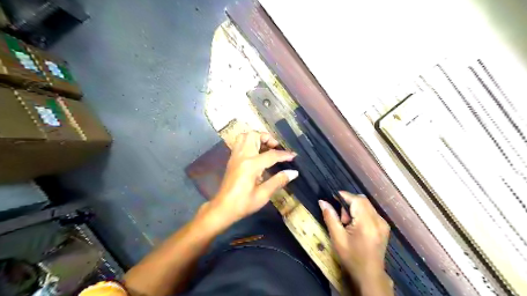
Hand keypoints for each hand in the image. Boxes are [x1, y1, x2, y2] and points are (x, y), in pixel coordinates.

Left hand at [212, 131, 299, 224]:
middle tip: (276, 148)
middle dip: (268, 138)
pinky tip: (256, 153)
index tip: (294, 156)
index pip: (271, 155)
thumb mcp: (263, 195)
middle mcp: (242, 156)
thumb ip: (278, 181)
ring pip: (245, 136)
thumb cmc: (243, 204)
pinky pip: (240, 143)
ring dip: (257, 138)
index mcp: (251, 165)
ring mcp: (235, 156)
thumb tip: (293, 172)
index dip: (284, 155)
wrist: (222, 208)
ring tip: (266, 148)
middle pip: (254, 136)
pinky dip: (249, 142)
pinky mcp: (232, 159)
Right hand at [317, 192, 390, 293]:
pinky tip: (356, 227)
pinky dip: (361, 213)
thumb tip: (322, 201)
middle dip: (349, 203)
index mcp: (367, 223)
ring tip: (348, 224)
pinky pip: (370, 212)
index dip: (344, 196)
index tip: (332, 197)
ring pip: (366, 205)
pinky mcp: (384, 227)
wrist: (369, 275)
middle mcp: (378, 220)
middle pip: (362, 200)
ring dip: (355, 208)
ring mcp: (383, 223)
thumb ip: (330, 217)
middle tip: (341, 218)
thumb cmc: (351, 257)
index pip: (356, 199)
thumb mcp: (337, 238)